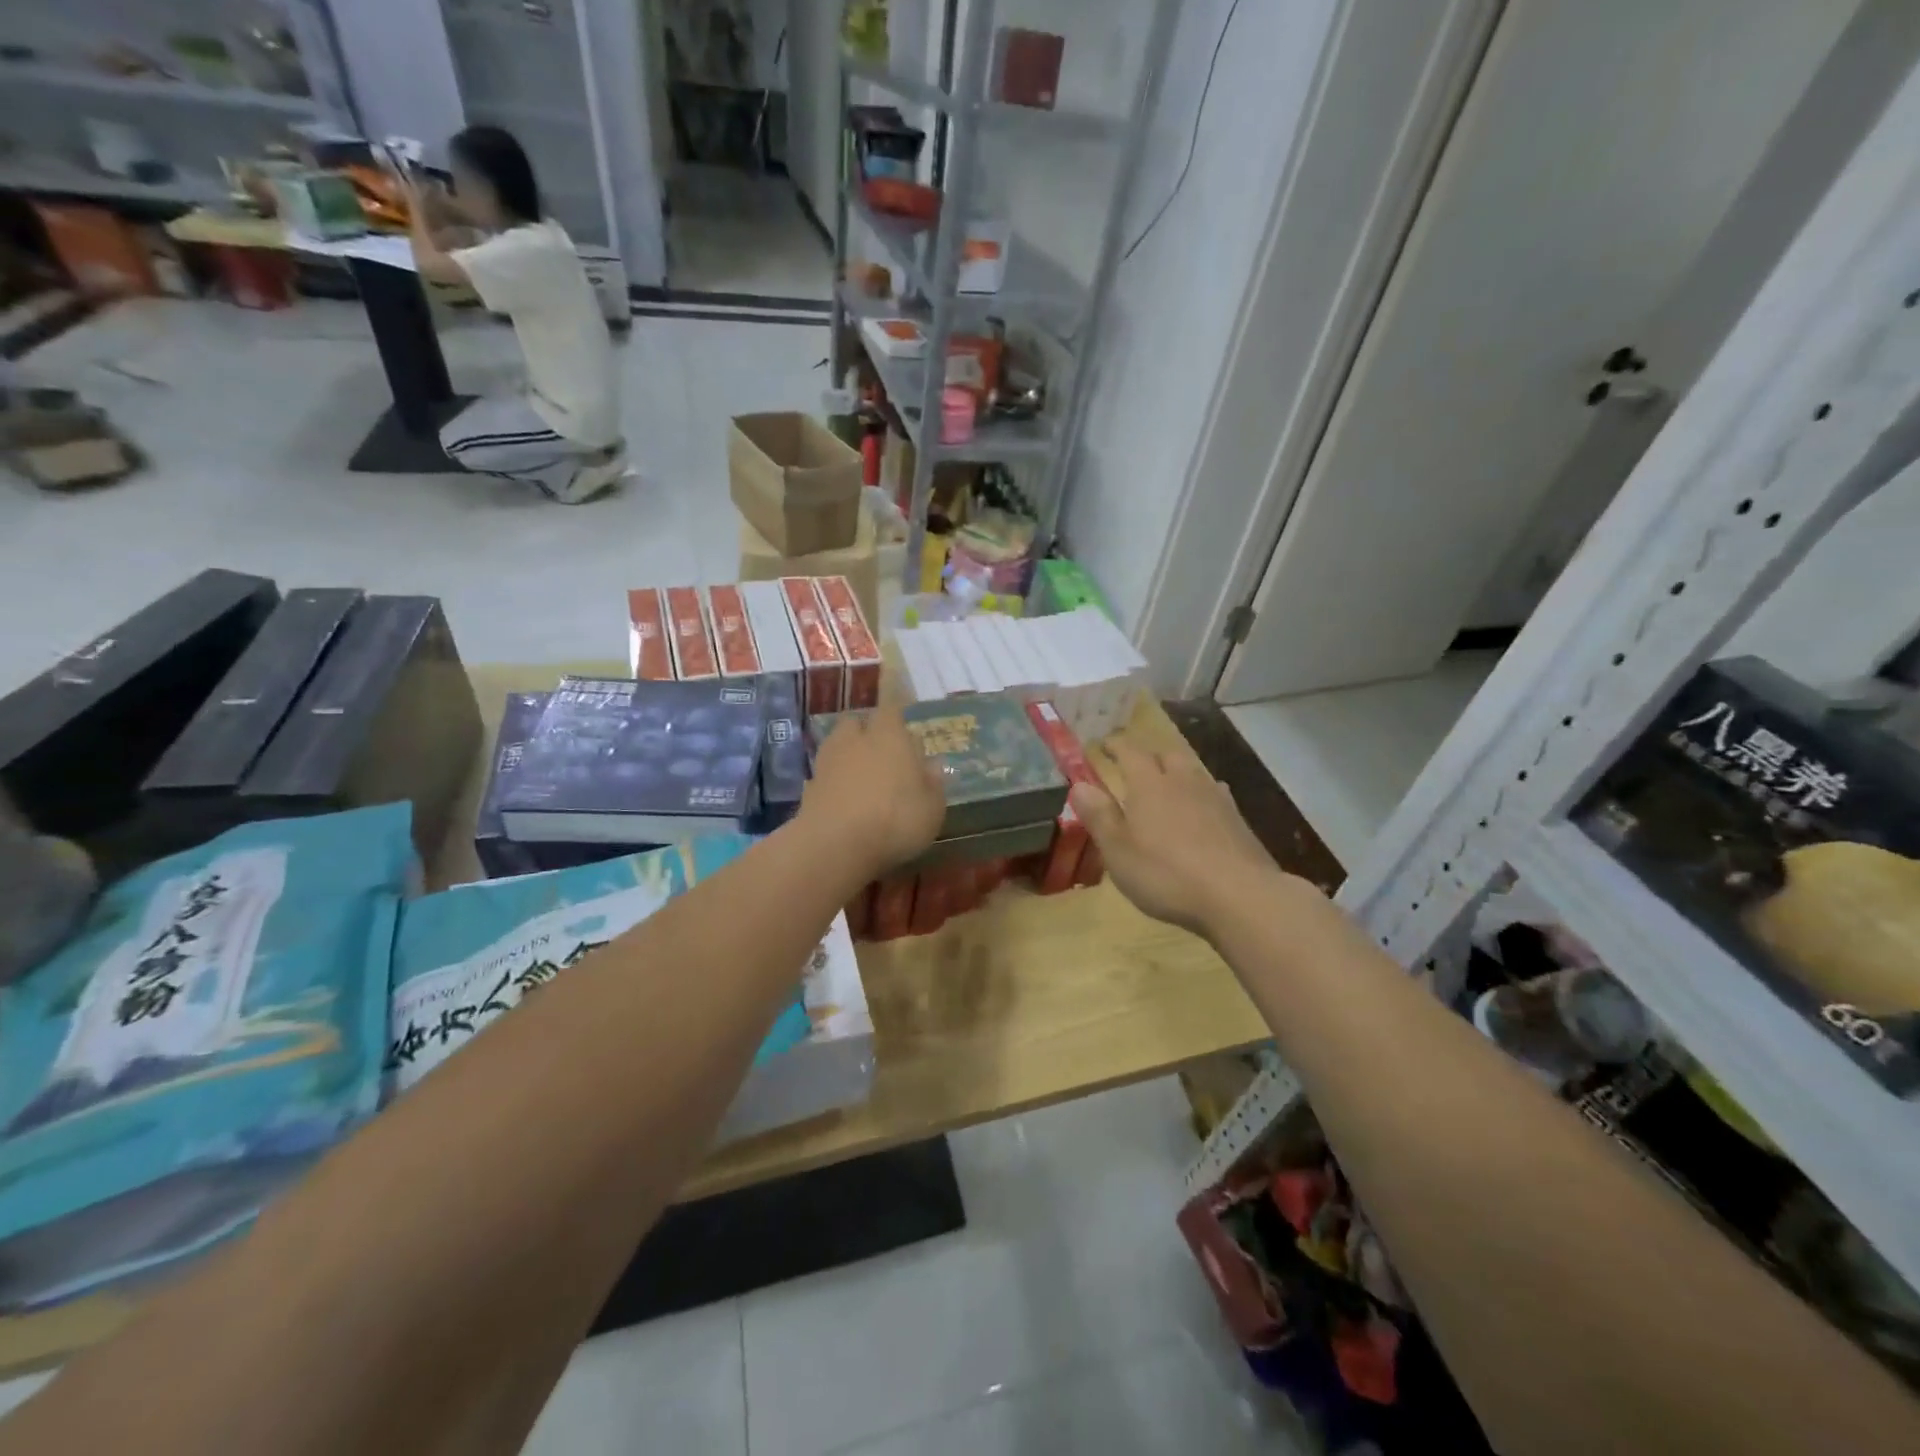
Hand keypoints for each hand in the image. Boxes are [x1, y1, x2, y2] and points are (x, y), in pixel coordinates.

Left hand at [799, 707, 943, 879]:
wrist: (835, 845)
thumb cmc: (896, 819)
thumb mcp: (932, 808)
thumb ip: (933, 783)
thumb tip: (933, 765)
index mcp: (889, 735)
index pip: (891, 707)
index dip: (895, 706)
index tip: (898, 706)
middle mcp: (856, 740)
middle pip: (857, 722)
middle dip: (867, 731)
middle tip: (882, 751)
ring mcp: (828, 763)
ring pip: (837, 746)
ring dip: (848, 755)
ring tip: (862, 777)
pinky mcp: (809, 788)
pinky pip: (825, 775)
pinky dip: (834, 782)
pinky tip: (844, 801)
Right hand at [1072, 741, 1285, 934]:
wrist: (1239, 895)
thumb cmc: (1166, 873)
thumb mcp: (1118, 850)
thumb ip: (1099, 815)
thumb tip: (1079, 785)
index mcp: (1149, 784)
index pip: (1129, 751)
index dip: (1114, 746)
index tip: (1103, 745)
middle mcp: (1183, 780)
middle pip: (1166, 755)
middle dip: (1149, 757)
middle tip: (1135, 769)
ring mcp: (1216, 798)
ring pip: (1193, 772)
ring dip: (1177, 774)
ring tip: (1168, 788)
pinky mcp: (1238, 819)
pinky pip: (1214, 794)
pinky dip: (1201, 796)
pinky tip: (1201, 813)